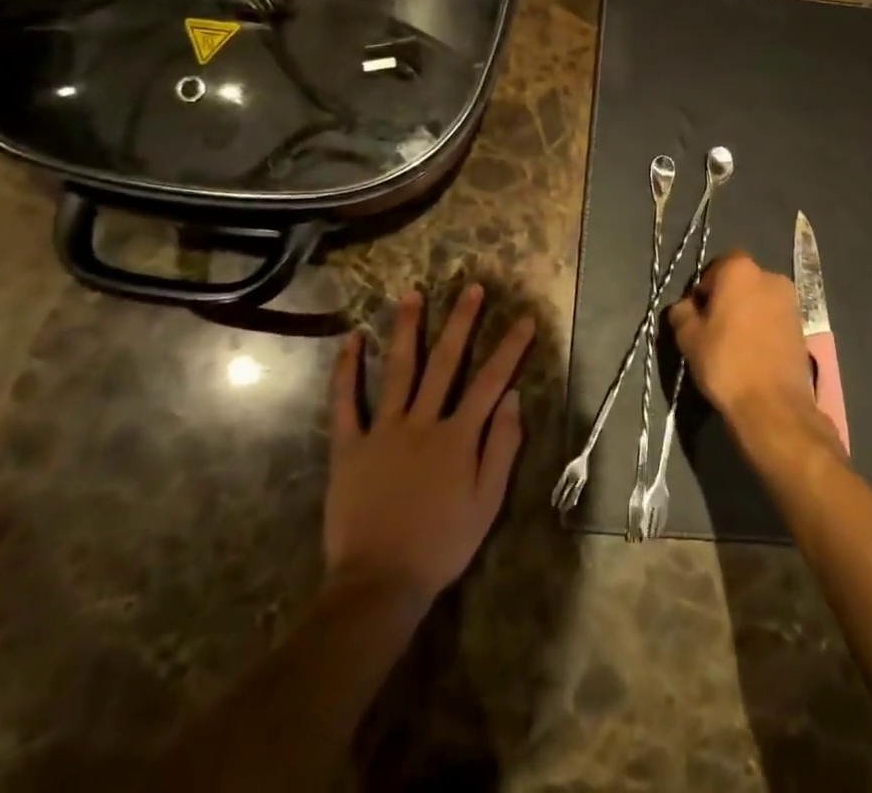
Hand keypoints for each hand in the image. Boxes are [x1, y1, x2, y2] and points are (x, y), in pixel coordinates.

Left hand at [324, 283, 533, 606]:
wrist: (379, 584)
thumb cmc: (441, 545)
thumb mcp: (487, 503)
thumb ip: (502, 447)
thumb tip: (514, 398)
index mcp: (457, 437)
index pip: (491, 382)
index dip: (510, 348)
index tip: (525, 318)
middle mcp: (422, 422)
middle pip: (445, 362)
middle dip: (461, 322)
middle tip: (471, 287)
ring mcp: (383, 431)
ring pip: (398, 370)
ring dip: (407, 329)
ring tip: (413, 294)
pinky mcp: (349, 447)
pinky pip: (346, 402)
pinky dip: (347, 370)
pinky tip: (351, 340)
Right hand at [668, 253, 835, 454]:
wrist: (774, 405)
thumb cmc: (726, 363)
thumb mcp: (688, 338)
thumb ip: (681, 312)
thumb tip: (685, 307)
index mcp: (740, 270)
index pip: (717, 266)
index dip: (704, 287)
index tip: (697, 313)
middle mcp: (770, 276)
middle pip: (741, 281)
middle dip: (727, 298)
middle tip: (713, 328)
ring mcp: (790, 301)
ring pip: (759, 300)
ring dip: (746, 313)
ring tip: (734, 344)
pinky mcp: (802, 326)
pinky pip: (774, 318)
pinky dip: (763, 328)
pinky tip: (753, 353)